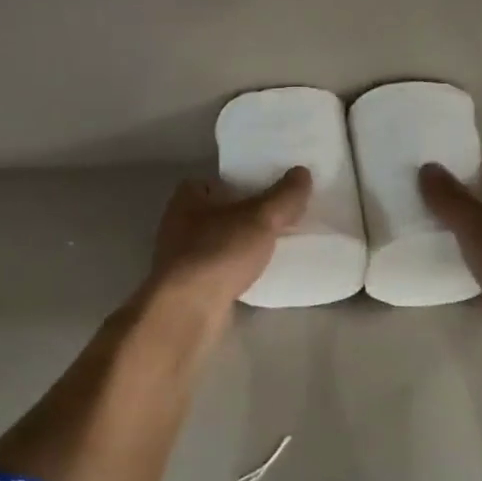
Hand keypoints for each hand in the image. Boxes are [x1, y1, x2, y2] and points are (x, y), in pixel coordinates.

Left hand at [145, 167, 311, 317]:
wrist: (189, 308)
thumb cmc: (220, 251)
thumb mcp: (260, 218)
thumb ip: (284, 196)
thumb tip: (302, 172)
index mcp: (188, 197)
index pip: (215, 182)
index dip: (242, 184)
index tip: (269, 193)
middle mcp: (178, 223)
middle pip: (219, 212)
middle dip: (245, 216)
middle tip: (278, 220)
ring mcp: (181, 257)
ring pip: (218, 242)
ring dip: (240, 244)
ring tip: (273, 247)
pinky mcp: (188, 285)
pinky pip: (218, 269)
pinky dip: (235, 269)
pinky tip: (256, 275)